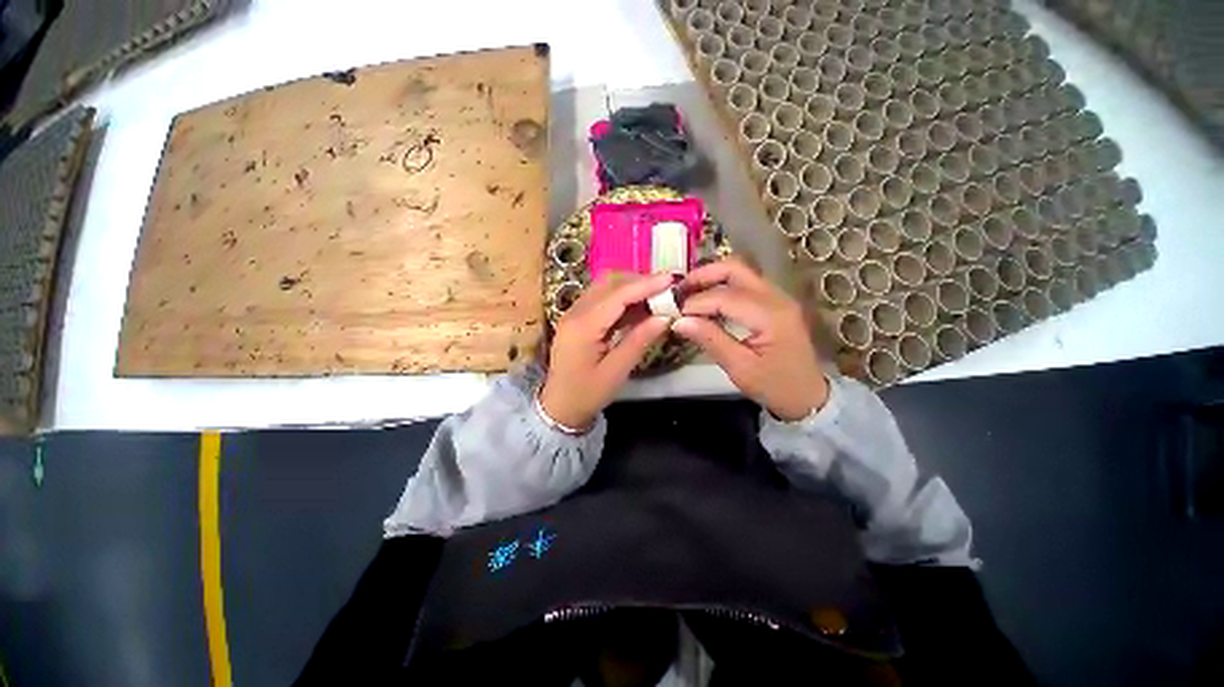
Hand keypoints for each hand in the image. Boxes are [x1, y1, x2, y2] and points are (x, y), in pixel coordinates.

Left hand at [539, 272, 673, 429]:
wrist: (559, 406)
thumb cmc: (587, 394)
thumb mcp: (616, 372)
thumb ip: (639, 341)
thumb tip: (665, 317)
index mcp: (583, 326)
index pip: (618, 295)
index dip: (646, 284)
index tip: (671, 279)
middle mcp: (575, 312)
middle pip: (609, 283)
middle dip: (639, 281)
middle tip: (666, 289)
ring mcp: (573, 313)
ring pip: (604, 287)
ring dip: (630, 287)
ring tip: (656, 297)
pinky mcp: (576, 318)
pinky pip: (601, 299)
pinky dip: (621, 298)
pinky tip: (639, 308)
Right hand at [671, 258, 829, 421]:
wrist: (808, 395)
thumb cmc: (775, 386)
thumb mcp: (740, 368)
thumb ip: (710, 340)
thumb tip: (679, 321)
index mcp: (771, 315)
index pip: (725, 297)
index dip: (695, 302)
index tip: (673, 313)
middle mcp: (776, 297)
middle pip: (735, 269)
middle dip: (702, 276)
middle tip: (678, 292)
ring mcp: (777, 297)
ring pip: (739, 272)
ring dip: (711, 278)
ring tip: (688, 294)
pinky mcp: (773, 302)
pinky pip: (744, 283)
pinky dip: (721, 286)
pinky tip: (706, 300)